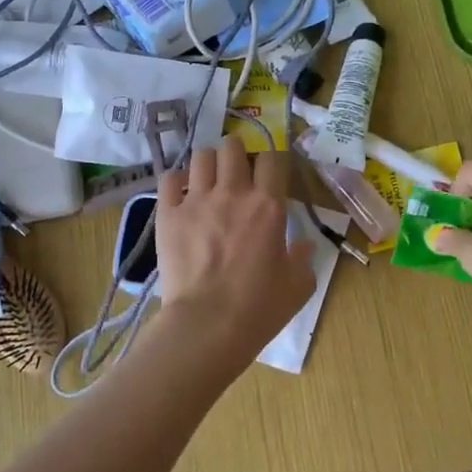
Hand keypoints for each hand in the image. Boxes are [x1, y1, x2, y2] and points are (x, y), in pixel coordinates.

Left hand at [155, 136, 315, 363]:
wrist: (207, 324)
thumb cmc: (259, 308)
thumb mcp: (298, 286)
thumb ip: (303, 258)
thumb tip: (304, 245)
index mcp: (269, 205)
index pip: (273, 159)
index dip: (273, 163)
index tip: (272, 177)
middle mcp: (233, 193)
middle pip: (233, 146)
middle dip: (238, 154)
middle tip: (238, 175)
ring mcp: (196, 201)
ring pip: (201, 156)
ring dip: (209, 164)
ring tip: (210, 181)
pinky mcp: (168, 214)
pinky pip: (169, 179)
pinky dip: (177, 182)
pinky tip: (182, 195)